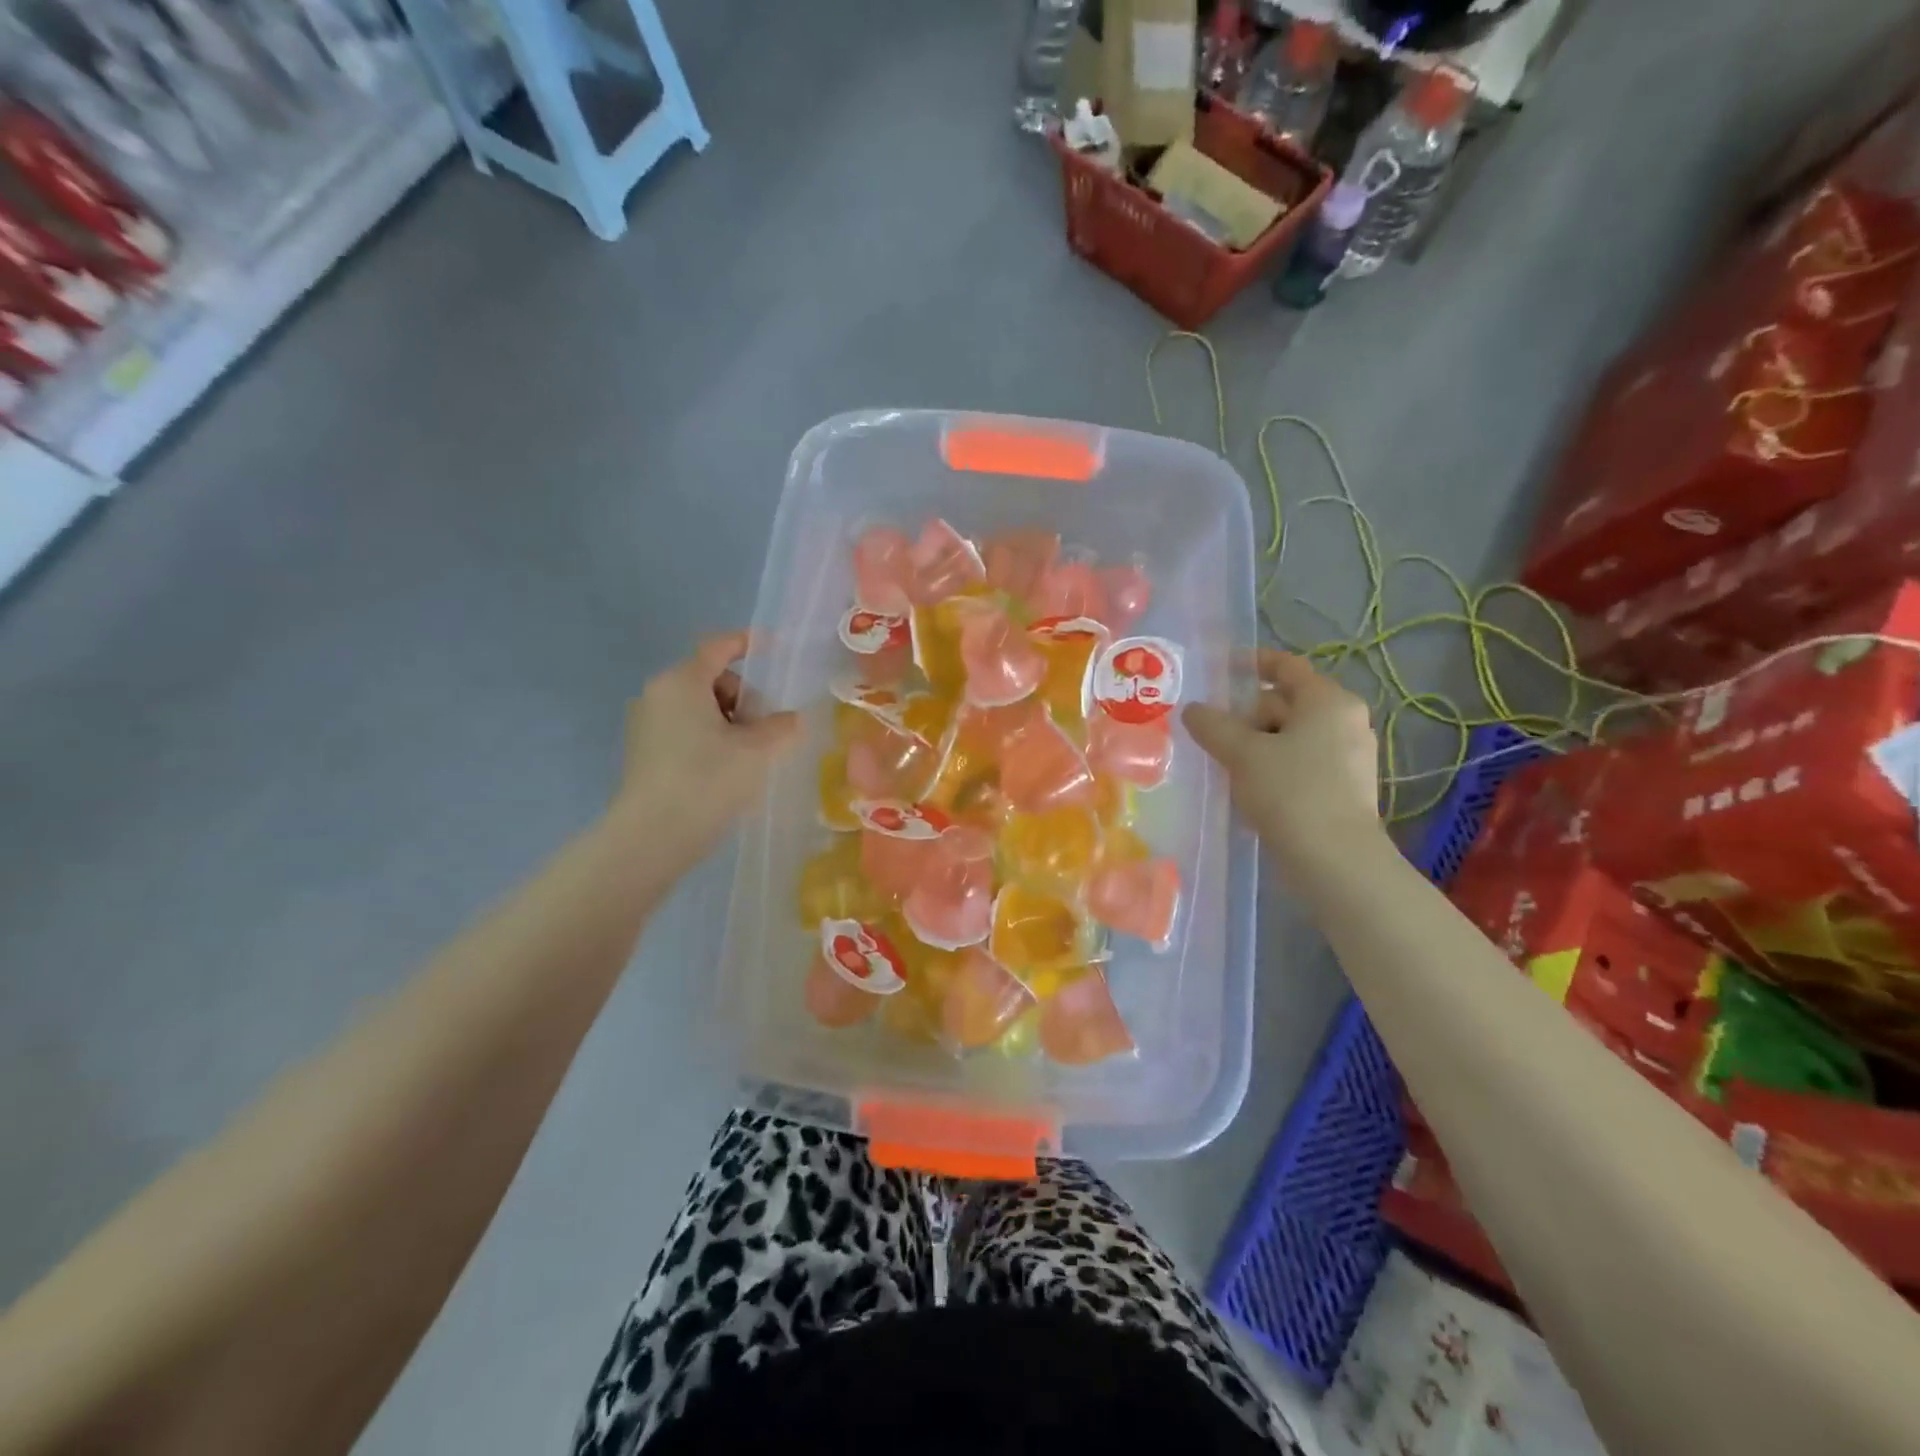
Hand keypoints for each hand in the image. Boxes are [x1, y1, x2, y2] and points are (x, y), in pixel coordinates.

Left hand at [612, 631, 799, 859]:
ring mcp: (645, 724)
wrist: (652, 836)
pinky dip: (709, 739)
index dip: (747, 643)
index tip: (773, 648)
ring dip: (729, 722)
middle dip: (743, 698)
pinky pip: (685, 730)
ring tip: (748, 756)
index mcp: (682, 681)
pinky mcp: (643, 752)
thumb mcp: (758, 751)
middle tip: (764, 731)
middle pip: (711, 679)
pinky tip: (725, 770)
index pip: (718, 647)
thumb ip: (782, 726)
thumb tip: (790, 719)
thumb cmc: (708, 780)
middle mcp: (658, 694)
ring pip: (699, 707)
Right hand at [1183, 649, 1382, 874]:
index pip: (1287, 666)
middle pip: (1286, 703)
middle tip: (1212, 735)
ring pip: (1292, 737)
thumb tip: (1192, 709)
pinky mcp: (1344, 789)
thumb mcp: (1242, 753)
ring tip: (1225, 764)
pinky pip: (1301, 764)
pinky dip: (1274, 767)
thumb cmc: (1290, 792)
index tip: (1221, 671)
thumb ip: (1213, 725)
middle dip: (1247, 716)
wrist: (1335, 860)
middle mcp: (1346, 721)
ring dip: (1257, 745)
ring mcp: (1349, 757)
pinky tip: (1250, 788)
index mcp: (1328, 701)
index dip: (1252, 663)